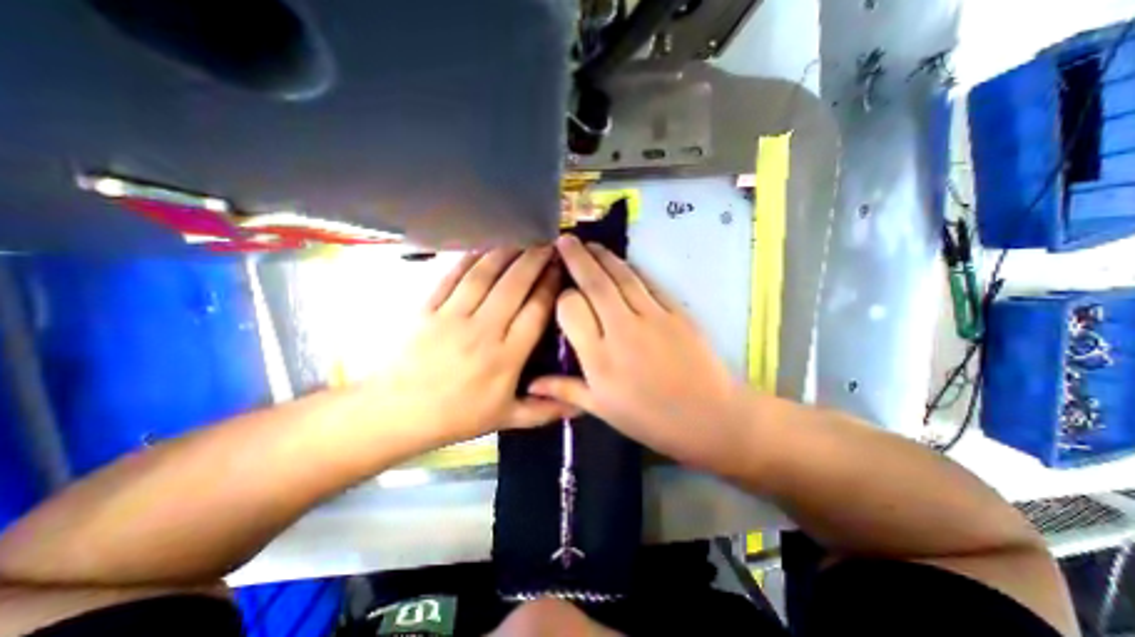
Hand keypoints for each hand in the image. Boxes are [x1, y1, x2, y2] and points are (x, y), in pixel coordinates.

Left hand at [371, 247, 577, 443]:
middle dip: (534, 260)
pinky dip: (470, 259)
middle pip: (514, 286)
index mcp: (506, 357)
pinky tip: (484, 247)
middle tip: (548, 243)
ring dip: (506, 253)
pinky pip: (452, 277)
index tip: (561, 269)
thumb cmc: (457, 416)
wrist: (397, 413)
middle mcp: (483, 331)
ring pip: (484, 275)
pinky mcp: (428, 308)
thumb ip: (545, 411)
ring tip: (522, 238)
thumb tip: (583, 406)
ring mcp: (452, 317)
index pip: (536, 311)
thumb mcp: (506, 419)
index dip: (550, 286)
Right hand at [527, 237, 757, 475]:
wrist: (709, 417)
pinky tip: (622, 262)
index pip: (572, 308)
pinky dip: (632, 269)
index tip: (561, 291)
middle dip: (577, 258)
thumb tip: (530, 384)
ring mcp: (652, 317)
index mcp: (599, 358)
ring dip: (603, 256)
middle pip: (595, 283)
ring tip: (590, 244)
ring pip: (621, 277)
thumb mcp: (603, 410)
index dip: (563, 295)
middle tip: (564, 239)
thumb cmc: (650, 419)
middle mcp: (621, 330)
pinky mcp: (675, 311)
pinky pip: (648, 283)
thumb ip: (565, 390)